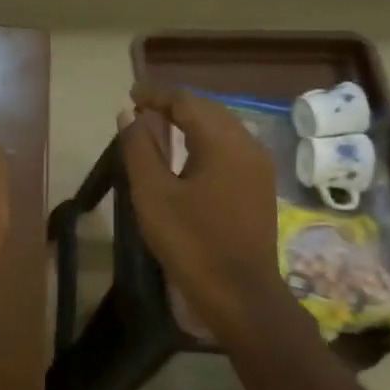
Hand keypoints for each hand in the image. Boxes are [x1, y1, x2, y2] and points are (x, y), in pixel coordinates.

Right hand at [117, 82, 300, 343]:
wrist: (239, 295)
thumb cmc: (191, 243)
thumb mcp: (153, 194)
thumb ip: (140, 148)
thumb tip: (131, 115)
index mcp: (223, 142)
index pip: (187, 101)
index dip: (156, 94)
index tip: (130, 95)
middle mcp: (248, 145)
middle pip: (207, 110)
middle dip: (173, 105)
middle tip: (140, 111)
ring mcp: (258, 167)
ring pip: (220, 128)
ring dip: (189, 123)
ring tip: (157, 130)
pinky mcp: (259, 187)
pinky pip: (229, 148)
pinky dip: (203, 142)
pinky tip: (184, 157)